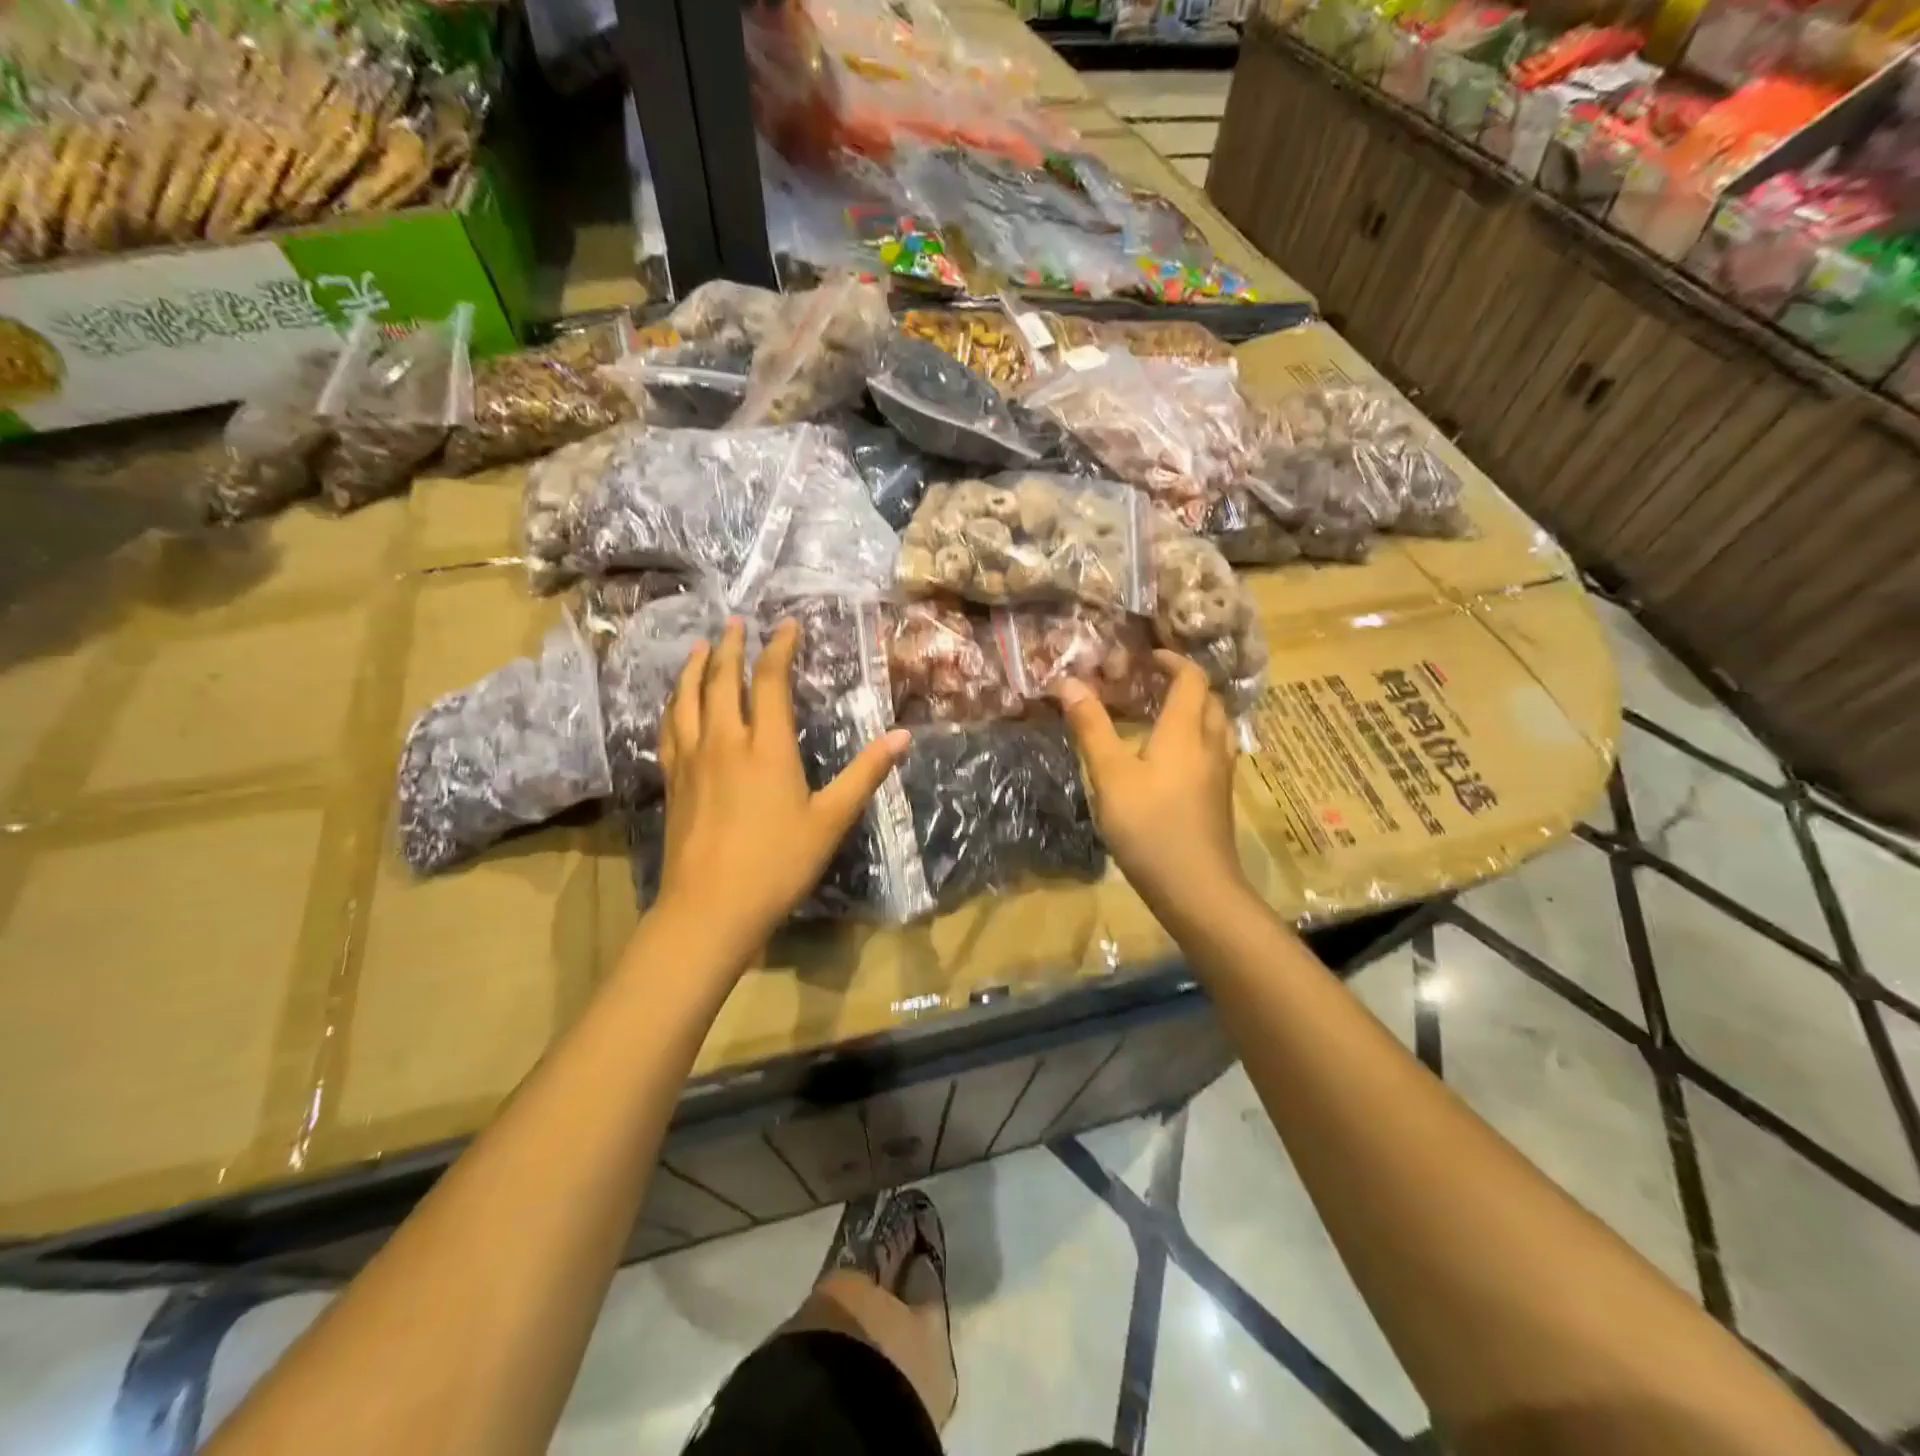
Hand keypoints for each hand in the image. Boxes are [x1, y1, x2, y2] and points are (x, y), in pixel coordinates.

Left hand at [653, 618, 909, 970]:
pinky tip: (674, 703)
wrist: (711, 907)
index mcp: (767, 746)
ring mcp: (692, 760)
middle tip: (735, 623)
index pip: (770, 681)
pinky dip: (672, 706)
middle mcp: (725, 741)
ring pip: (687, 699)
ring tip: (698, 647)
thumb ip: (865, 774)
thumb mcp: (831, 820)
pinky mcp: (673, 781)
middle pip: (721, 680)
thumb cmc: (778, 863)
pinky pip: (668, 729)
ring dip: (693, 668)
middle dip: (730, 647)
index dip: (779, 648)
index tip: (786, 626)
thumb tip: (903, 736)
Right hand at [1056, 652, 1248, 920]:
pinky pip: (1216, 752)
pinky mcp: (1220, 799)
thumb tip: (1069, 682)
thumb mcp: (1110, 775)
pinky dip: (1199, 739)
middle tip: (1153, 685)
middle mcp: (1210, 745)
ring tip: (1165, 716)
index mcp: (1185, 731)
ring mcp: (1220, 774)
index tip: (1148, 657)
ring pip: (1217, 727)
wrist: (1196, 888)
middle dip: (1186, 684)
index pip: (1191, 679)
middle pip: (1211, 699)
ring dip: (1197, 711)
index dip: (1173, 661)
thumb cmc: (1149, 826)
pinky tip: (1175, 761)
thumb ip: (1091, 728)